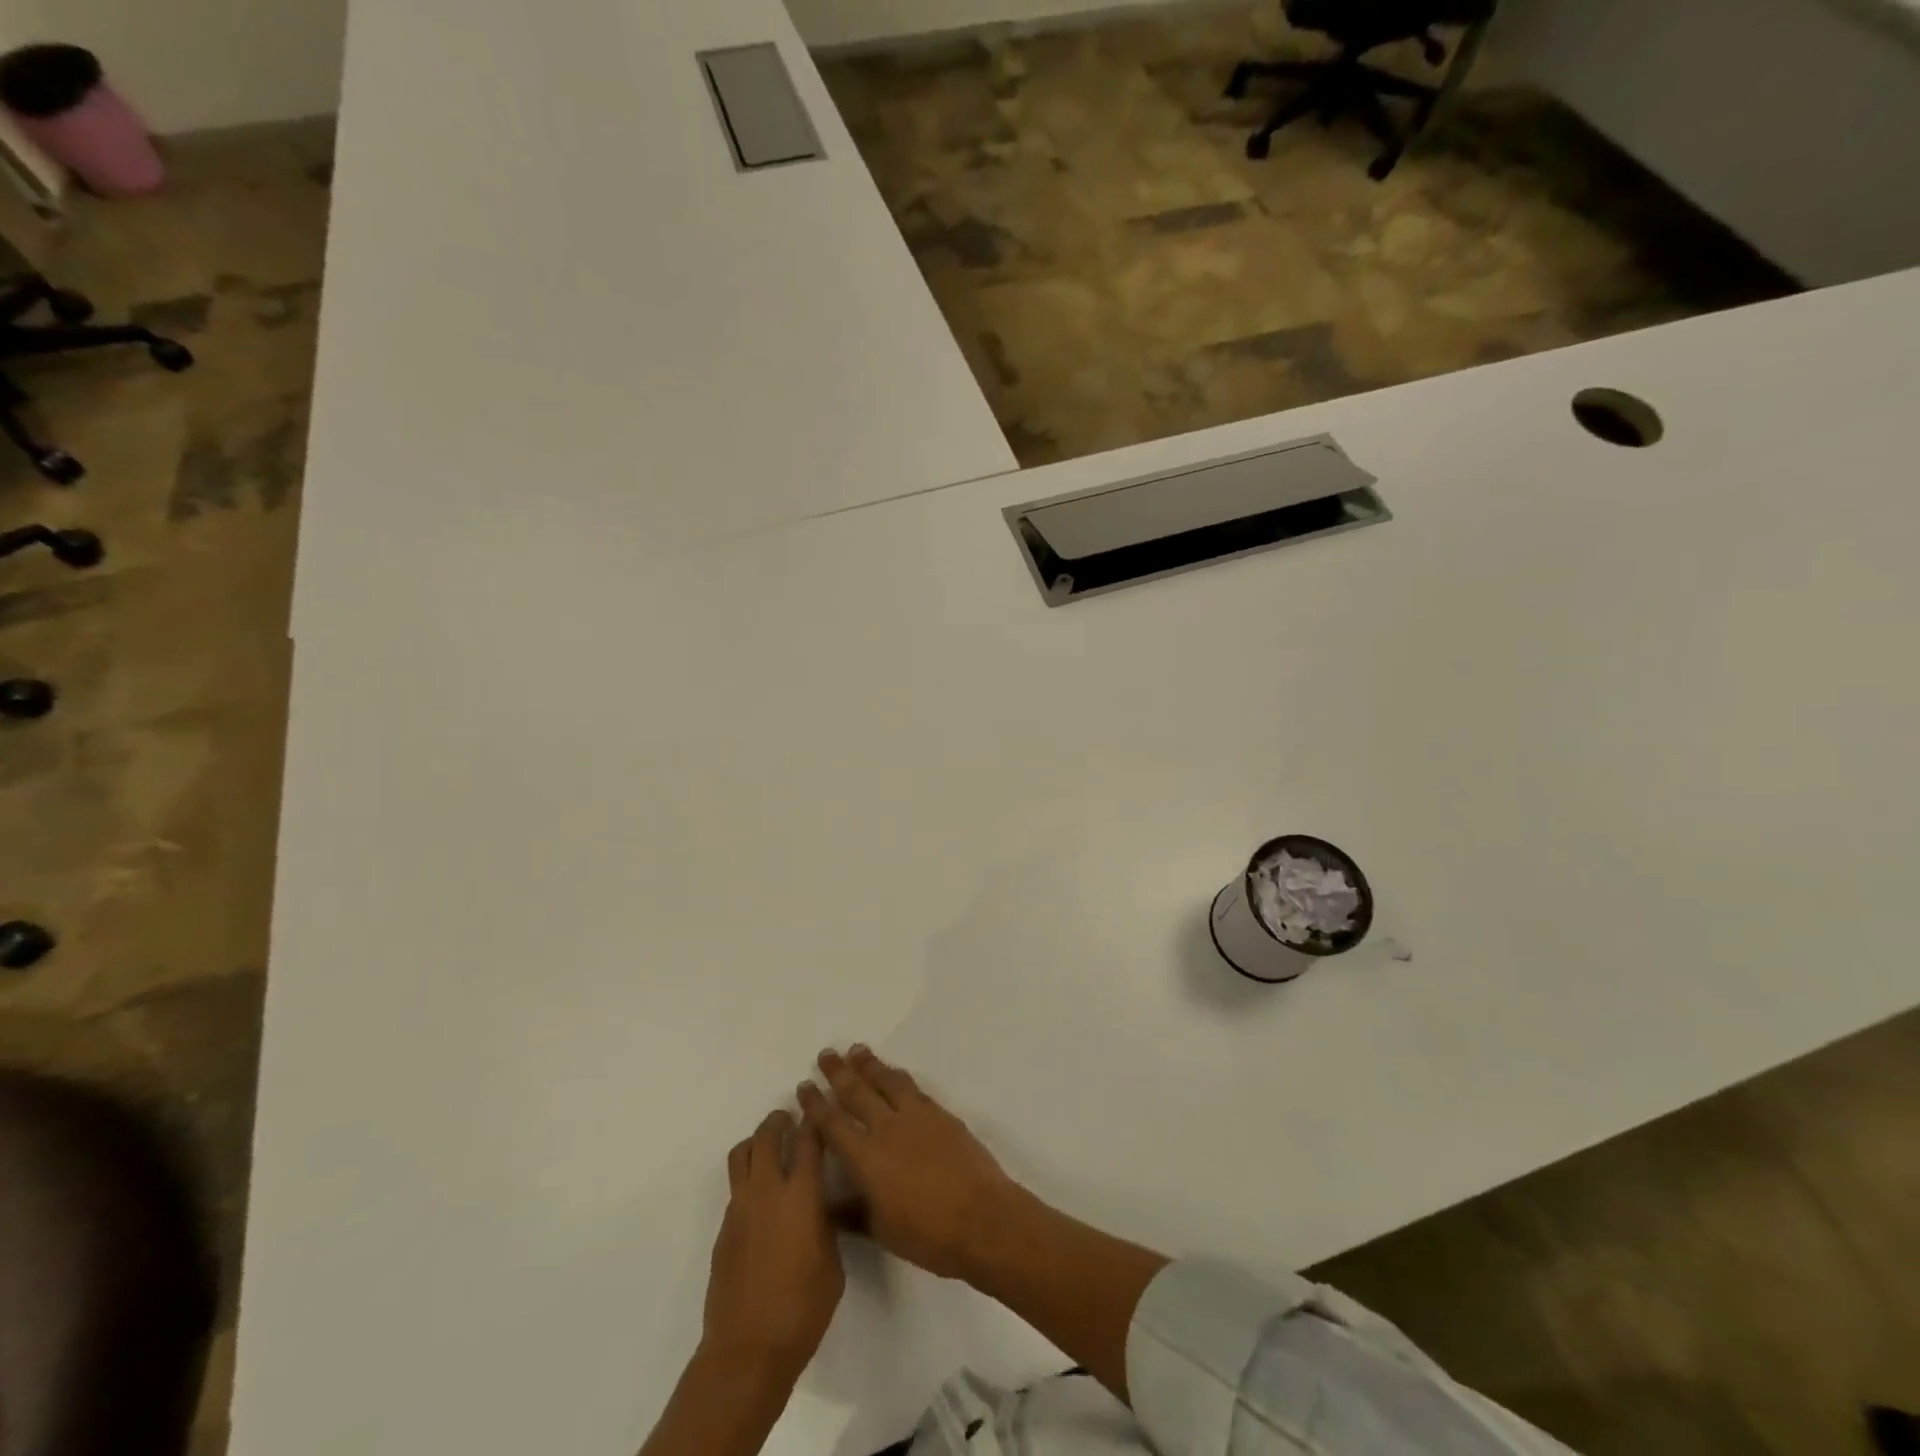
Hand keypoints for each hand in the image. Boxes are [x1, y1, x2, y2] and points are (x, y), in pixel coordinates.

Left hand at [702, 1109, 843, 1382]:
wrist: (747, 1350)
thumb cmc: (802, 1309)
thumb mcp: (832, 1263)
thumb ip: (826, 1225)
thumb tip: (818, 1209)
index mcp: (801, 1196)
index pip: (808, 1141)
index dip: (814, 1120)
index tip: (819, 1108)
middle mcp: (767, 1191)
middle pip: (767, 1136)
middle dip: (779, 1121)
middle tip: (790, 1119)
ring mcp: (740, 1209)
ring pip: (742, 1154)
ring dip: (757, 1142)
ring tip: (770, 1148)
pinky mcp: (723, 1230)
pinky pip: (735, 1188)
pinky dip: (748, 1179)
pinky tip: (762, 1200)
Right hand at [798, 1046, 1024, 1280]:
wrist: (982, 1219)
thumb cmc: (928, 1235)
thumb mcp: (881, 1230)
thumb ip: (851, 1212)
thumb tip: (825, 1203)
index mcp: (866, 1159)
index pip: (833, 1124)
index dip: (816, 1104)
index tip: (804, 1086)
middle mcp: (887, 1129)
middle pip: (857, 1093)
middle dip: (838, 1073)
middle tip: (826, 1055)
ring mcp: (916, 1117)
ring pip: (886, 1081)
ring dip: (869, 1065)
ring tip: (856, 1050)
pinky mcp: (940, 1114)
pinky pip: (912, 1087)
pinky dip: (898, 1076)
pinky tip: (893, 1073)